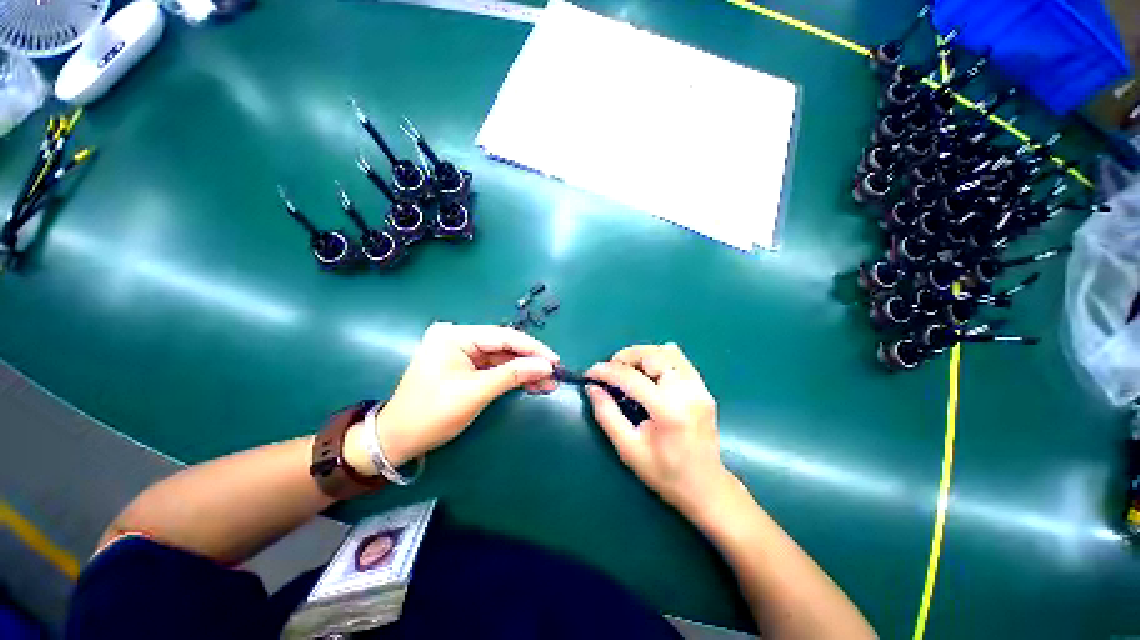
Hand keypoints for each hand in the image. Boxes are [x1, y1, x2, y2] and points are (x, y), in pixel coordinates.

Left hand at [375, 323, 559, 463]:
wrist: (398, 441)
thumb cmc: (432, 414)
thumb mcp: (476, 393)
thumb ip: (513, 375)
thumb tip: (546, 367)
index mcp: (455, 336)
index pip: (503, 336)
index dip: (532, 348)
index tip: (555, 361)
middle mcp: (458, 337)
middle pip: (504, 347)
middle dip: (530, 362)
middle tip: (555, 374)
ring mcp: (460, 351)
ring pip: (501, 358)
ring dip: (524, 371)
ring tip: (548, 383)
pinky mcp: (463, 365)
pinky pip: (493, 368)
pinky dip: (512, 377)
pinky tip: (531, 384)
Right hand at [585, 344, 735, 521]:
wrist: (705, 486)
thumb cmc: (664, 473)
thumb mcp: (628, 449)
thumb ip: (607, 415)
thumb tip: (592, 388)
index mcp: (669, 410)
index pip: (631, 377)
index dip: (606, 371)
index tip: (589, 374)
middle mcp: (687, 392)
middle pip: (652, 356)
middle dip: (625, 358)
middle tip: (610, 372)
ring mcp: (699, 387)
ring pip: (666, 352)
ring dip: (642, 356)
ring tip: (628, 370)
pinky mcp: (703, 387)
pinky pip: (679, 359)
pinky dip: (659, 357)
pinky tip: (649, 372)